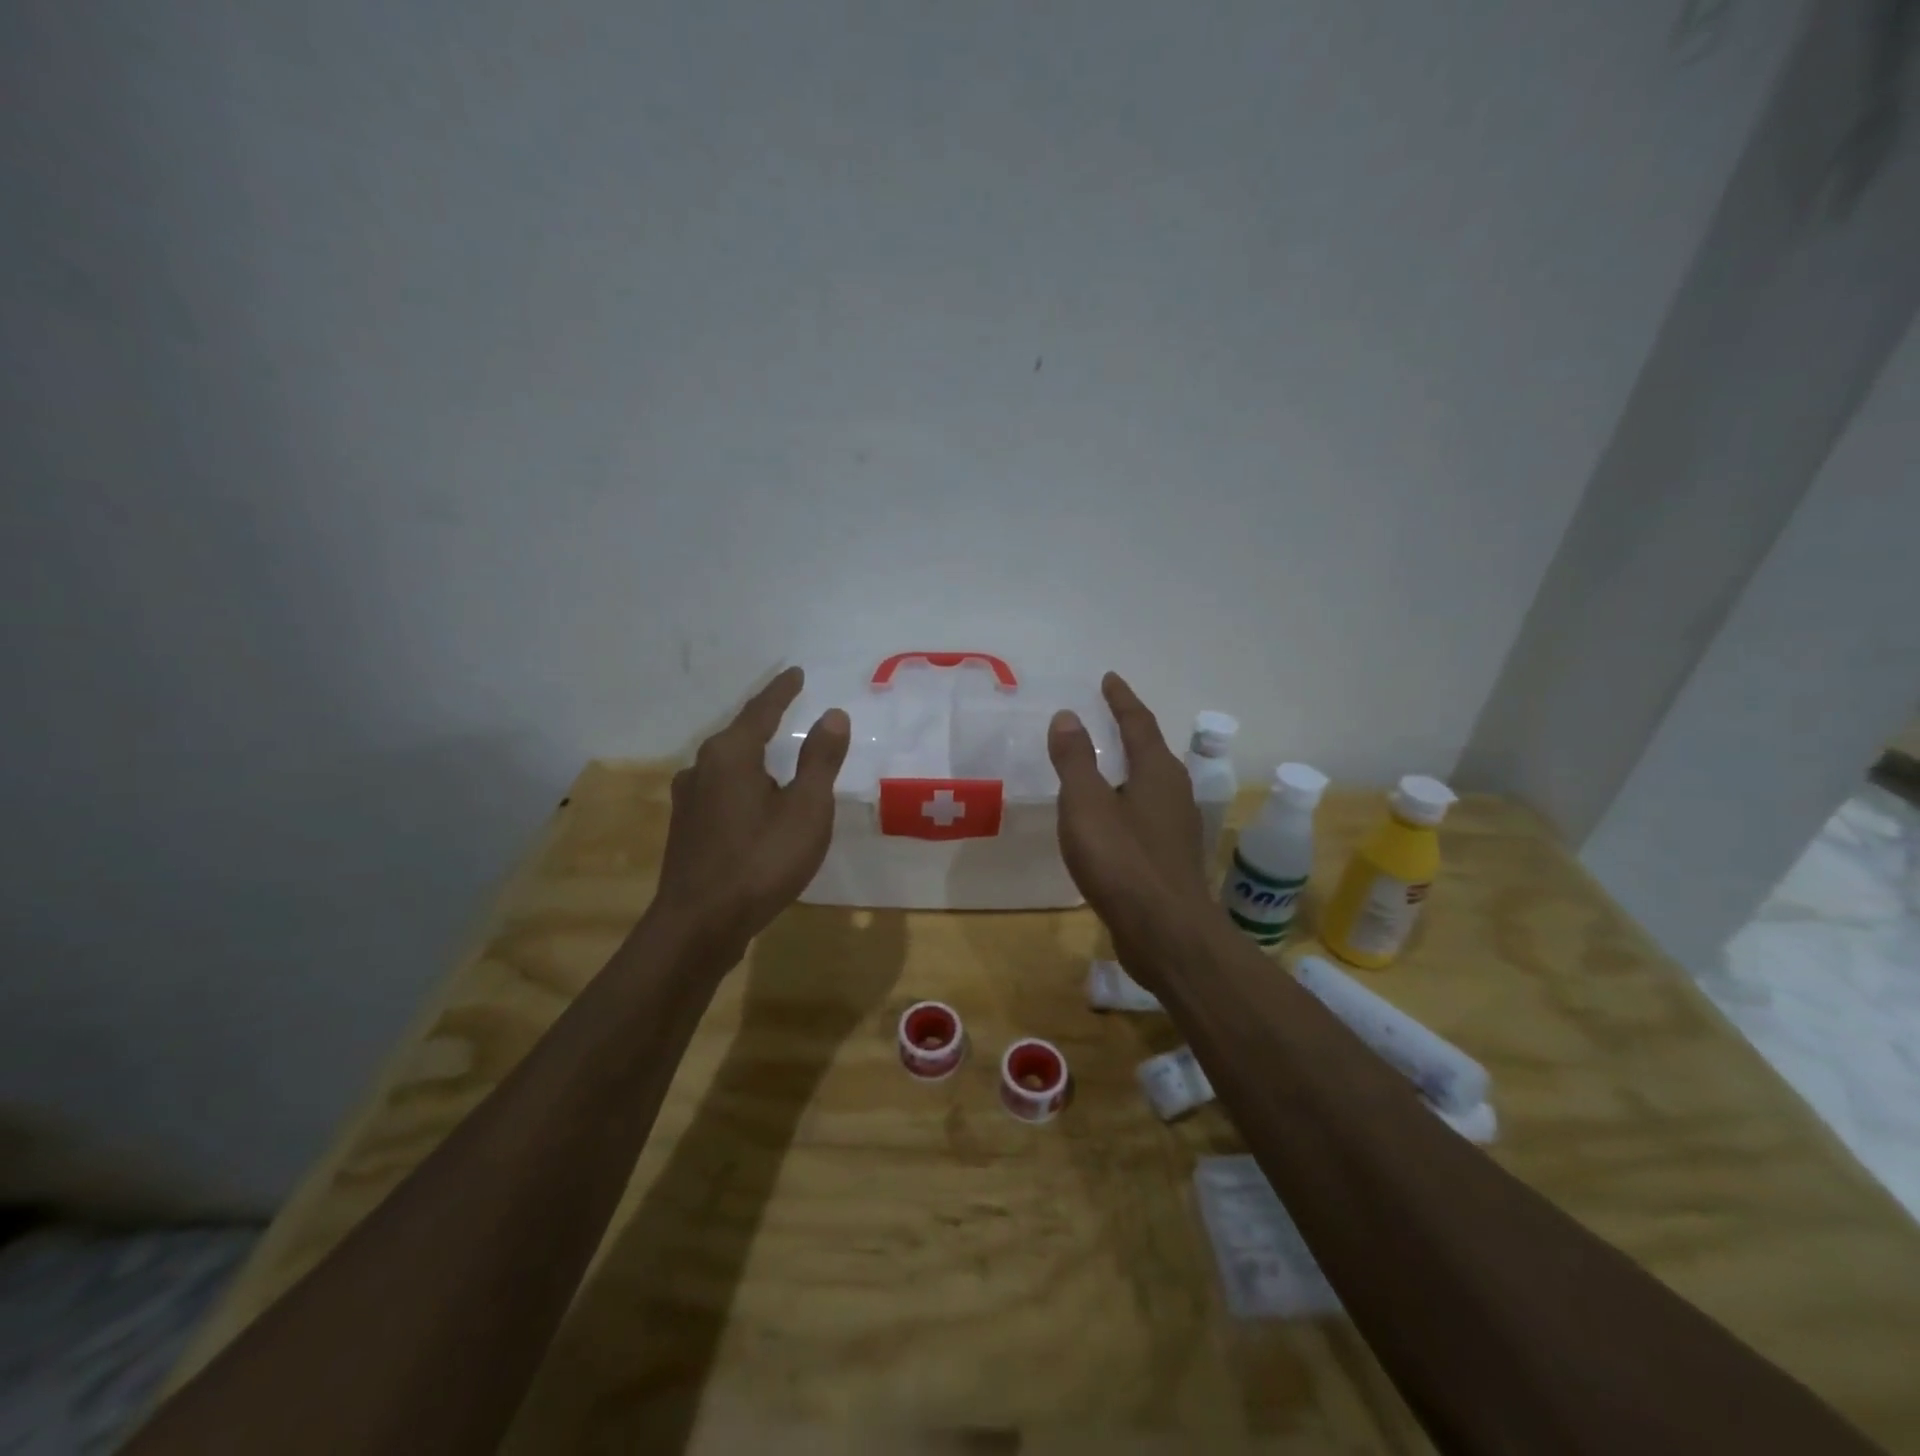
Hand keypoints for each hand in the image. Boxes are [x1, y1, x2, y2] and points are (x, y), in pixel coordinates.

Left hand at [654, 667, 850, 958]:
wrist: (699, 925)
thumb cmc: (761, 861)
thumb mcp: (806, 809)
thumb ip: (820, 760)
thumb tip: (833, 715)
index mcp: (731, 754)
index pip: (762, 710)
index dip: (782, 690)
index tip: (795, 672)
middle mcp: (702, 768)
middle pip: (739, 734)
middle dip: (765, 722)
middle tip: (789, 710)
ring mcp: (689, 800)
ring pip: (728, 765)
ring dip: (753, 757)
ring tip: (776, 759)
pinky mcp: (686, 828)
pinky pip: (721, 791)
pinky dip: (744, 785)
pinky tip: (755, 803)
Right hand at [1048, 673, 1210, 952]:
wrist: (1164, 932)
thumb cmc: (1122, 860)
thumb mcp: (1086, 803)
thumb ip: (1075, 759)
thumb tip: (1068, 715)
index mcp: (1157, 771)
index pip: (1138, 722)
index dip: (1121, 699)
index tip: (1109, 678)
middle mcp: (1174, 792)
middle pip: (1151, 750)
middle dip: (1130, 730)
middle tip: (1107, 714)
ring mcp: (1176, 826)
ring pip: (1150, 783)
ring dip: (1129, 767)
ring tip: (1106, 762)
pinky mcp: (1170, 857)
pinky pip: (1144, 813)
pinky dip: (1126, 800)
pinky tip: (1110, 817)